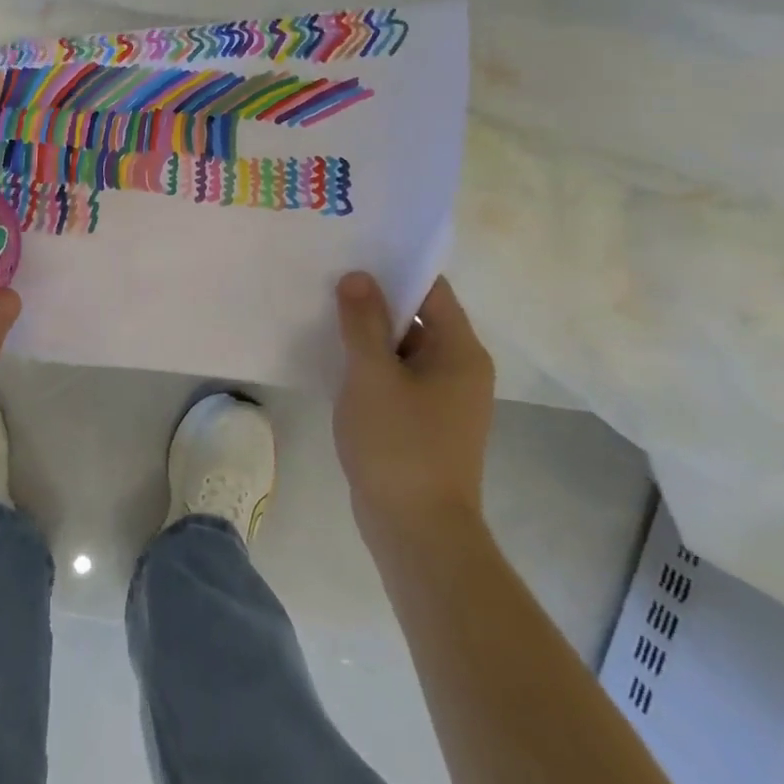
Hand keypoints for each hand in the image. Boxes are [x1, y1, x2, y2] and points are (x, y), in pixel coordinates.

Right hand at [333, 272, 493, 557]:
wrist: (416, 532)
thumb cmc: (399, 445)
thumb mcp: (372, 375)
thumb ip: (363, 322)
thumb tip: (358, 276)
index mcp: (460, 352)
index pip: (431, 290)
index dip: (395, 268)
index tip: (354, 251)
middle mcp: (459, 369)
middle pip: (417, 317)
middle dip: (375, 299)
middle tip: (329, 277)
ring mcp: (442, 399)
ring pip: (403, 348)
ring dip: (369, 333)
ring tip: (323, 310)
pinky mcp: (423, 422)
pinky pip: (396, 376)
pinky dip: (370, 364)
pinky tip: (333, 357)